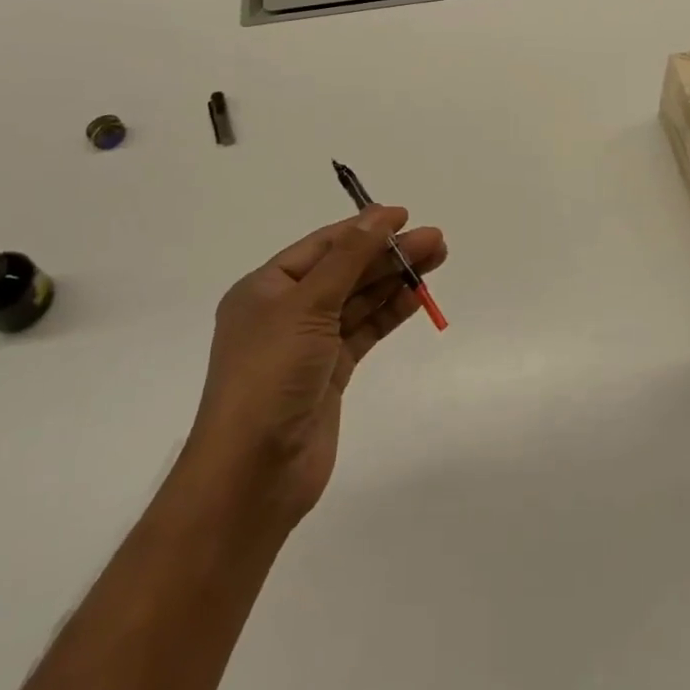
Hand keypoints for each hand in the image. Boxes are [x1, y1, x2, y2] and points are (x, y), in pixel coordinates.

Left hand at [185, 206, 447, 525]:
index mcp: (265, 288)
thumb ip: (348, 259)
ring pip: (358, 300)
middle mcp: (285, 312)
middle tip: (435, 241)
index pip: (322, 246)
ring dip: (394, 280)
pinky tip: (416, 298)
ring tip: (436, 261)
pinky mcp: (330, 374)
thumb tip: (378, 216)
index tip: (404, 216)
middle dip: (387, 254)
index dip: (363, 228)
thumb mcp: (307, 306)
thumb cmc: (270, 375)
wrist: (253, 473)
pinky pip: (364, 331)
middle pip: (345, 270)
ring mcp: (309, 345)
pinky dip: (389, 313)